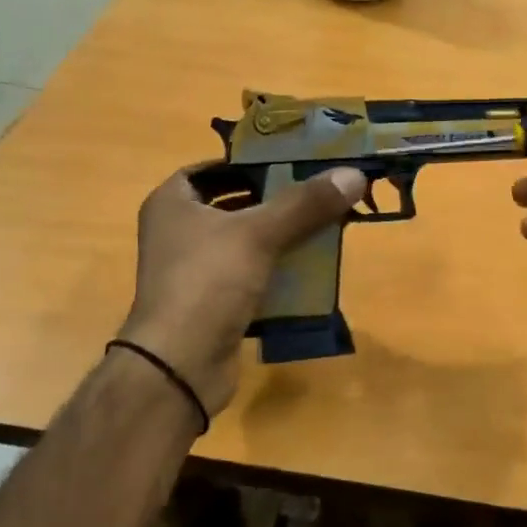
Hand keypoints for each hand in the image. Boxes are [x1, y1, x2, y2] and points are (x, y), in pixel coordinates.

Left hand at [118, 165, 365, 417]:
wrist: (179, 364)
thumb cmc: (208, 281)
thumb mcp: (258, 233)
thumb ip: (305, 203)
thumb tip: (354, 173)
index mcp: (172, 204)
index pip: (209, 169)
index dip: (245, 163)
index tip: (286, 162)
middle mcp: (176, 233)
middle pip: (231, 205)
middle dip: (272, 201)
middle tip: (313, 192)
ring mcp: (191, 272)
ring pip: (242, 244)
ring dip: (277, 237)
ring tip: (320, 226)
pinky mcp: (209, 304)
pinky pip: (247, 277)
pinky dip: (274, 271)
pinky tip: (308, 269)